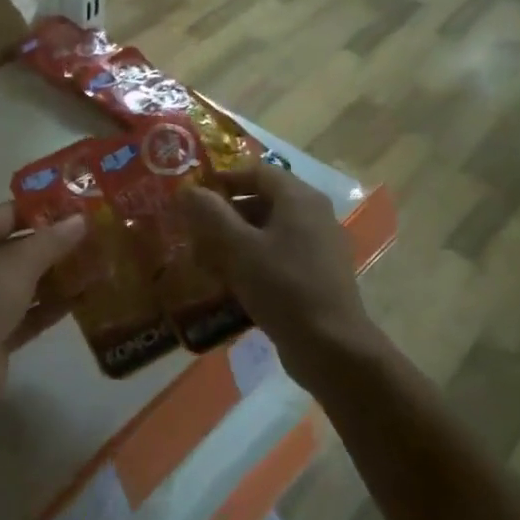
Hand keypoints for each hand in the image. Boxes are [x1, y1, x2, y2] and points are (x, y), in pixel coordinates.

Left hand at [0, 203, 88, 400]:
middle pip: (19, 248)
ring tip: (98, 266)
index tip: (80, 209)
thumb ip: (51, 241)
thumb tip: (81, 219)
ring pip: (26, 282)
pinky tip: (85, 299)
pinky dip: (53, 306)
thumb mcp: (18, 264)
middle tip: (96, 238)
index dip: (43, 210)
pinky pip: (29, 313)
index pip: (8, 214)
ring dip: (58, 276)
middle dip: (56, 245)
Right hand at [178, 163, 376, 377]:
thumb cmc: (283, 287)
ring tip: (205, 258)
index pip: (257, 171)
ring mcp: (319, 247)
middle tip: (194, 229)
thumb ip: (210, 214)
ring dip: (236, 239)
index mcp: (299, 198)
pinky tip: (231, 282)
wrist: (331, 348)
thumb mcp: (238, 248)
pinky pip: (279, 255)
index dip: (223, 178)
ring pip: (270, 230)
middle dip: (226, 213)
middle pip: (263, 200)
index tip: (193, 194)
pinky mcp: (317, 275)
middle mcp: (314, 215)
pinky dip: (254, 260)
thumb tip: (187, 190)